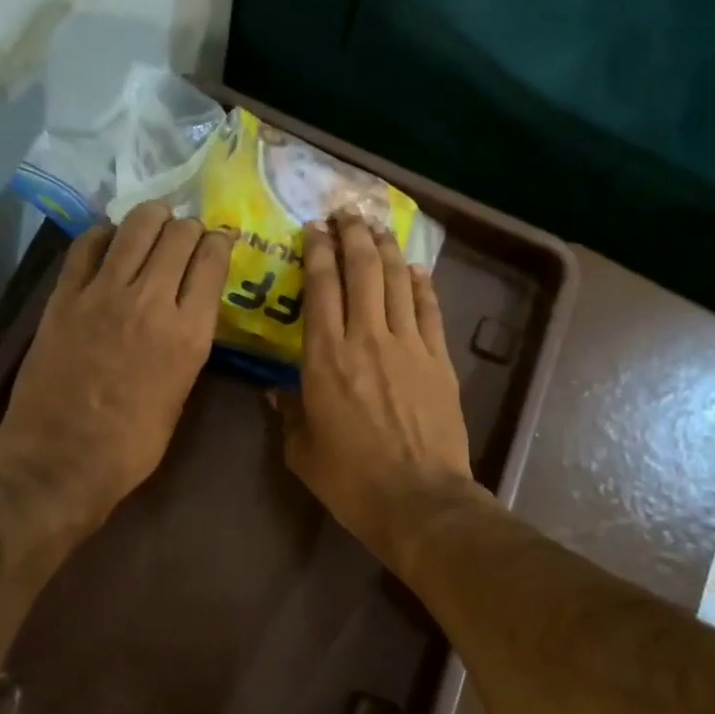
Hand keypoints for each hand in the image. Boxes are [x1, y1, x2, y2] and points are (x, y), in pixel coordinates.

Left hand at [0, 201, 234, 527]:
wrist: (61, 460)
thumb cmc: (132, 445)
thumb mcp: (180, 394)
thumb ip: (187, 345)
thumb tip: (185, 314)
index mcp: (188, 333)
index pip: (212, 261)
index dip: (220, 243)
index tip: (219, 241)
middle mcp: (151, 301)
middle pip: (178, 235)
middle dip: (189, 227)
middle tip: (187, 234)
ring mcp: (102, 293)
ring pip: (135, 227)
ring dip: (152, 217)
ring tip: (155, 220)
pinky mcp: (64, 296)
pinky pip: (87, 245)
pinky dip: (105, 234)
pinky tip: (111, 241)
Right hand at [276, 215, 481, 570]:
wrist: (419, 499)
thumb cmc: (351, 480)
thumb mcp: (303, 451)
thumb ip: (288, 414)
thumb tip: (275, 392)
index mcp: (325, 357)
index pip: (320, 287)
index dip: (316, 251)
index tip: (313, 229)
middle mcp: (366, 337)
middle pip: (361, 270)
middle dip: (351, 235)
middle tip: (345, 214)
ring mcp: (408, 345)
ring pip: (396, 280)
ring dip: (385, 249)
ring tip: (376, 227)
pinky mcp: (439, 359)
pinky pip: (428, 309)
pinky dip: (420, 284)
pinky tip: (414, 269)